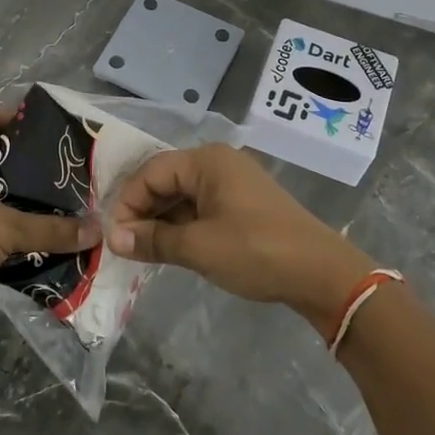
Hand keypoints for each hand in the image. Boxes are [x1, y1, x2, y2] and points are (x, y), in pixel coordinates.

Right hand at [106, 144, 375, 333]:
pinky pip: (200, 208)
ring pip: (182, 196)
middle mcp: (218, 163)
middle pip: (166, 180)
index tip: (114, 236)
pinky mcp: (242, 204)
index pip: (151, 172)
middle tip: (126, 245)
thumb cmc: (256, 250)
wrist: (321, 273)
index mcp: (206, 161)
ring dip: (161, 221)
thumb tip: (113, 238)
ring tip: (144, 251)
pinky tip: (172, 249)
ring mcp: (232, 183)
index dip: (128, 202)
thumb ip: (152, 240)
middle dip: (143, 211)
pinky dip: (183, 226)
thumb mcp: (199, 247)